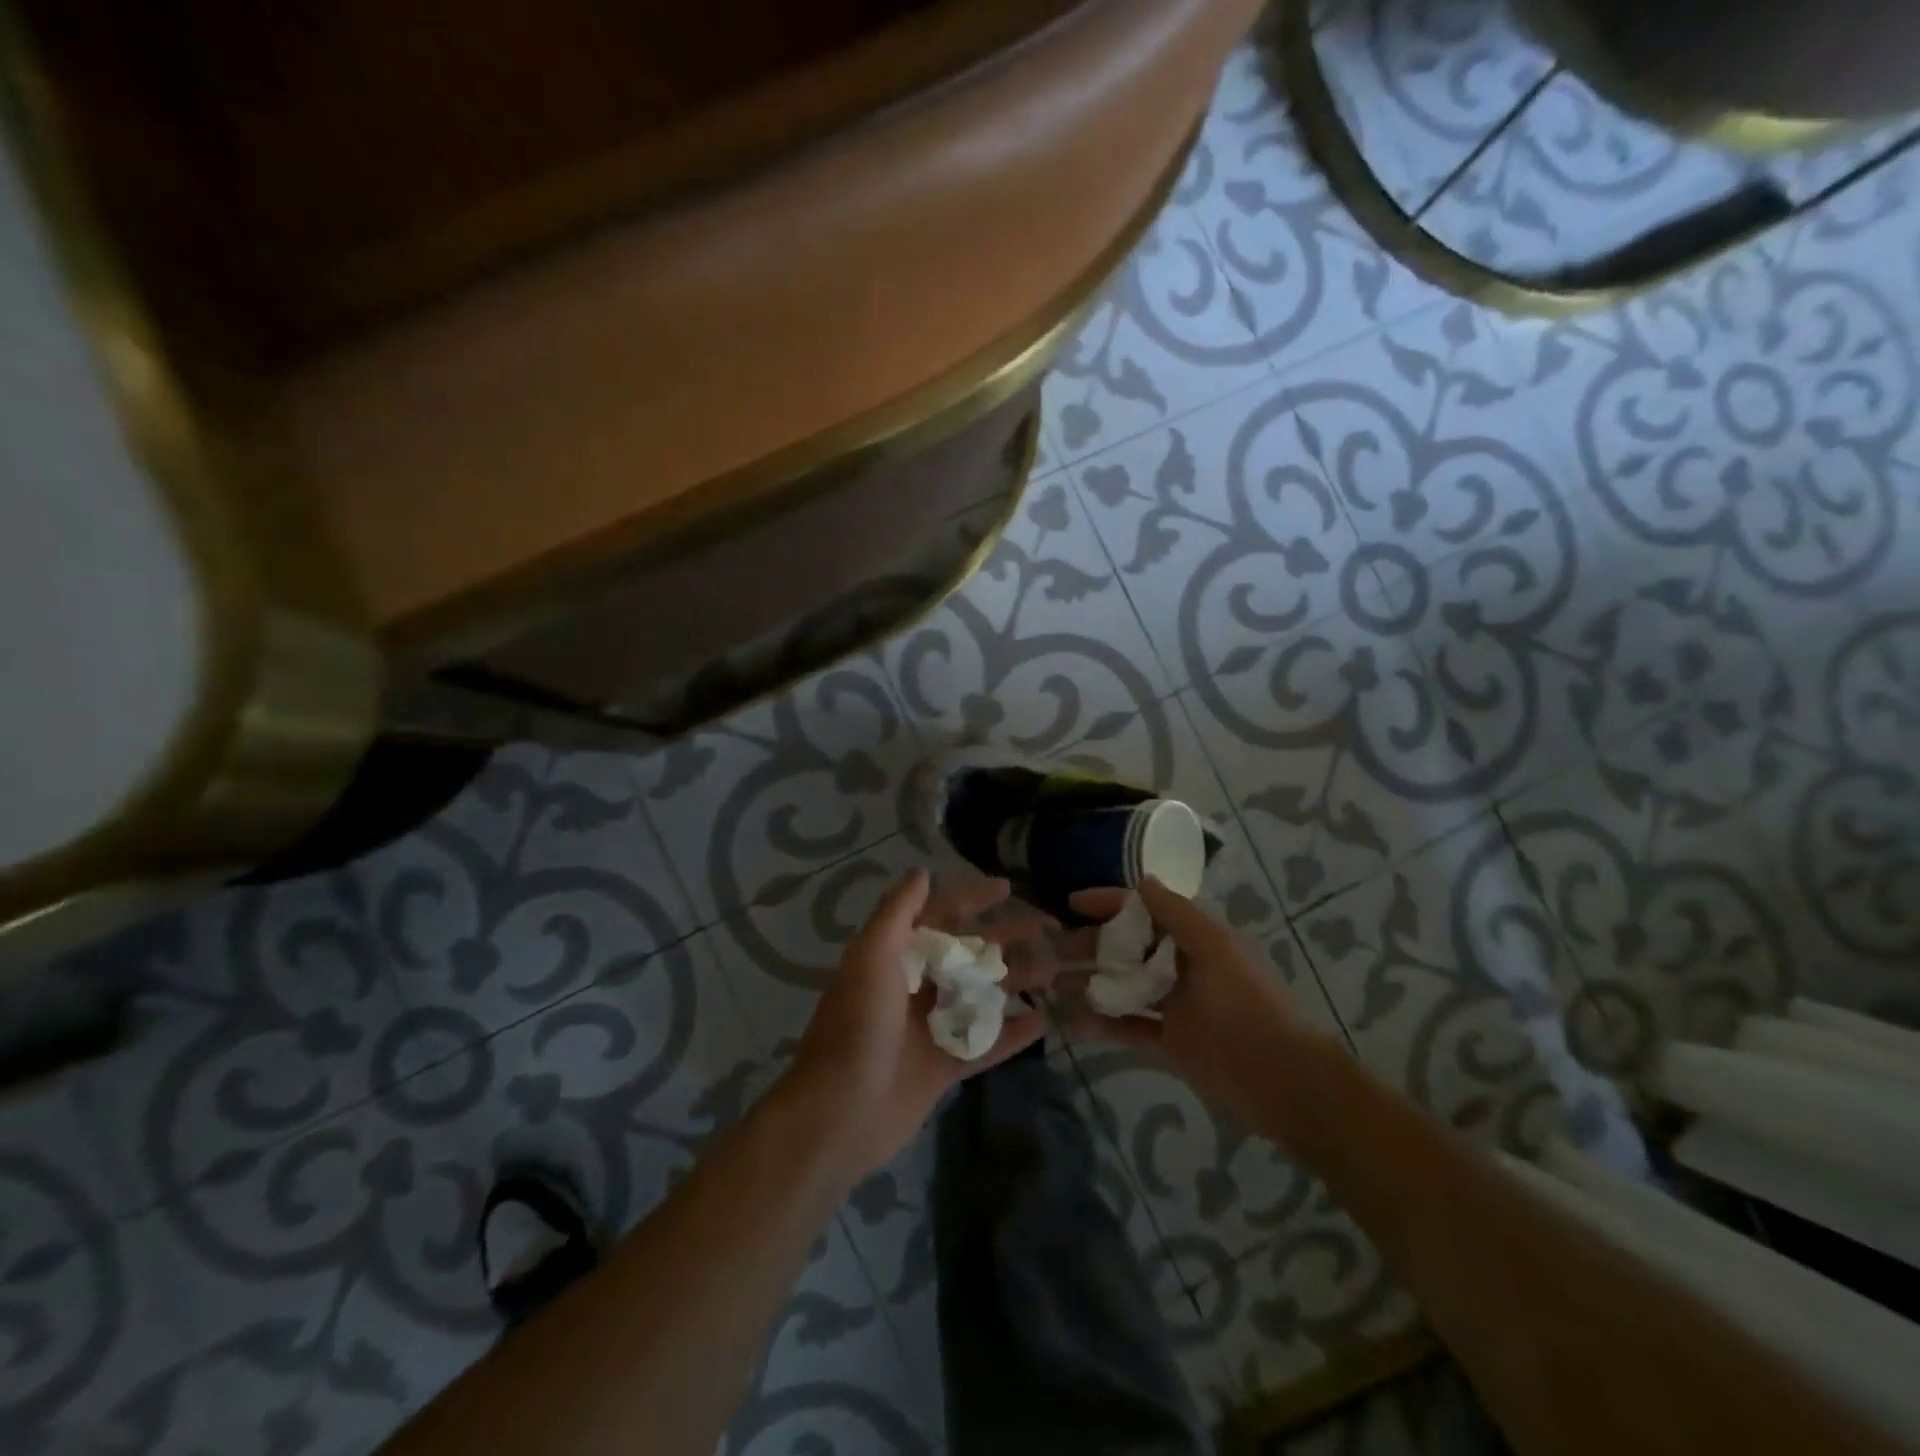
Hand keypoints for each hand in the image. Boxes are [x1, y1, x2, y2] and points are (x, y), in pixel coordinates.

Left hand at [783, 867, 1057, 1178]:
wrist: (840, 1113)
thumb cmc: (857, 1026)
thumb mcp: (871, 957)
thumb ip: (897, 913)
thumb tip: (921, 870)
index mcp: (895, 956)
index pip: (940, 916)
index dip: (972, 899)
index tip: (1007, 888)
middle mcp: (915, 986)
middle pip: (968, 953)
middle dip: (1004, 937)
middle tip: (1046, 927)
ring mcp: (932, 1027)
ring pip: (982, 995)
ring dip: (1015, 980)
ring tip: (1054, 968)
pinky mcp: (944, 1065)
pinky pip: (986, 1044)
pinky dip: (1012, 1033)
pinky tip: (1044, 1020)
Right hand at [1060, 878, 1338, 1148]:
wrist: (1283, 1079)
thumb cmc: (1249, 1005)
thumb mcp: (1216, 949)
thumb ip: (1177, 914)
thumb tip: (1142, 880)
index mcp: (1194, 938)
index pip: (1143, 910)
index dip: (1107, 903)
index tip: (1069, 903)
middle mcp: (1180, 965)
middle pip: (1126, 947)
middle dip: (1090, 945)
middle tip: (1051, 952)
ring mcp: (1174, 1004)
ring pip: (1123, 986)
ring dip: (1090, 983)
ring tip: (1052, 986)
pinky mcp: (1169, 1041)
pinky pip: (1129, 1026)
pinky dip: (1103, 1024)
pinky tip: (1074, 1024)